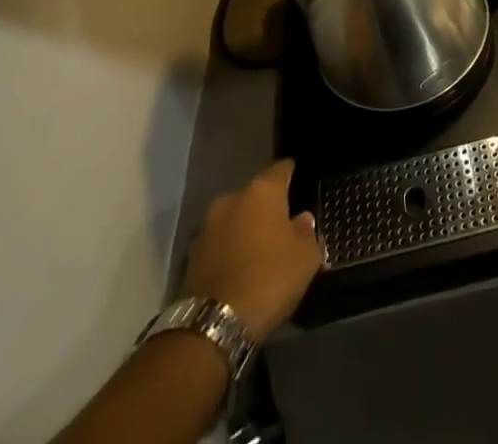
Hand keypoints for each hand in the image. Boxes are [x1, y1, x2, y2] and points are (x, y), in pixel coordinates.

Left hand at [178, 160, 323, 343]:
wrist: (211, 327)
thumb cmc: (268, 280)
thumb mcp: (305, 258)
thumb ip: (307, 232)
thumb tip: (302, 220)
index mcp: (263, 190)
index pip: (281, 169)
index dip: (291, 174)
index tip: (298, 181)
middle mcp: (232, 198)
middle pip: (255, 194)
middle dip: (266, 207)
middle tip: (280, 226)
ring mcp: (207, 226)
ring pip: (233, 219)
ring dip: (244, 229)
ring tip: (257, 251)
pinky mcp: (190, 255)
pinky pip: (217, 244)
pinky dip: (227, 251)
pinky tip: (237, 270)